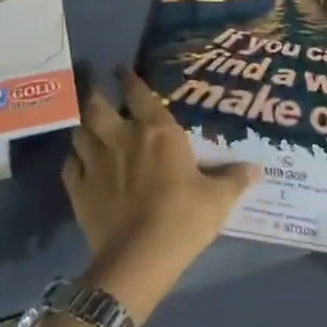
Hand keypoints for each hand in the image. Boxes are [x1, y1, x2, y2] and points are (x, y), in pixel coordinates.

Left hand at [61, 68, 256, 323]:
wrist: (140, 257)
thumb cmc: (184, 217)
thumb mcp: (218, 199)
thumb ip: (234, 179)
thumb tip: (257, 168)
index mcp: (157, 131)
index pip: (139, 93)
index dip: (129, 78)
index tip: (122, 69)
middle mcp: (122, 138)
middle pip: (97, 107)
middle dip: (94, 96)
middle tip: (96, 92)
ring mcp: (96, 163)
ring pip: (79, 132)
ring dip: (82, 126)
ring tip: (86, 125)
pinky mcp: (78, 190)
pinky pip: (70, 165)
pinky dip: (73, 160)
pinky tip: (78, 163)